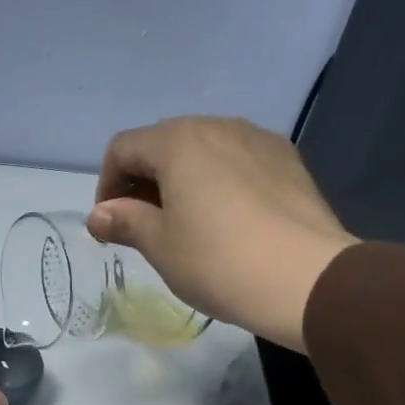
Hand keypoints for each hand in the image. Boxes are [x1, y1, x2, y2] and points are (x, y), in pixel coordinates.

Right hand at [88, 117, 357, 352]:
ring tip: (184, 224)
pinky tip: (225, 220)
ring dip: (181, 180)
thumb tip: (98, 215)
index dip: (106, 186)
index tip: (110, 226)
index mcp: (178, 142)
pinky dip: (217, 182)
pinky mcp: (287, 160)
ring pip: (203, 150)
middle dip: (143, 181)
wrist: (305, 279)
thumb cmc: (218, 261)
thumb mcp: (160, 246)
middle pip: (163, 143)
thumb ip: (125, 221)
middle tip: (142, 227)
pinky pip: (236, 161)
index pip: (123, 148)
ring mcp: (257, 139)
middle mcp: (217, 126)